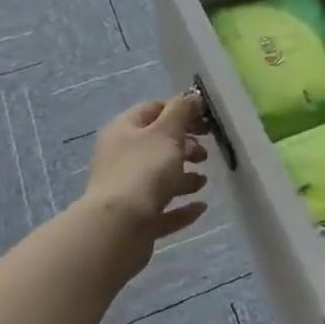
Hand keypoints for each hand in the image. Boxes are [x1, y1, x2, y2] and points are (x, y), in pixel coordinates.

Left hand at [82, 92, 208, 263]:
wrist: (118, 228)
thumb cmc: (144, 170)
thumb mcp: (167, 132)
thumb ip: (182, 111)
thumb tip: (192, 95)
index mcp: (123, 130)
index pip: (153, 109)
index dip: (180, 110)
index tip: (205, 119)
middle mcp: (120, 157)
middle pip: (157, 144)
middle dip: (185, 146)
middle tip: (205, 153)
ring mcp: (125, 190)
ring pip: (159, 178)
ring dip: (184, 178)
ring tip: (204, 181)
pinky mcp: (134, 220)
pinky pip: (162, 208)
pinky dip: (181, 206)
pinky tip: (201, 208)